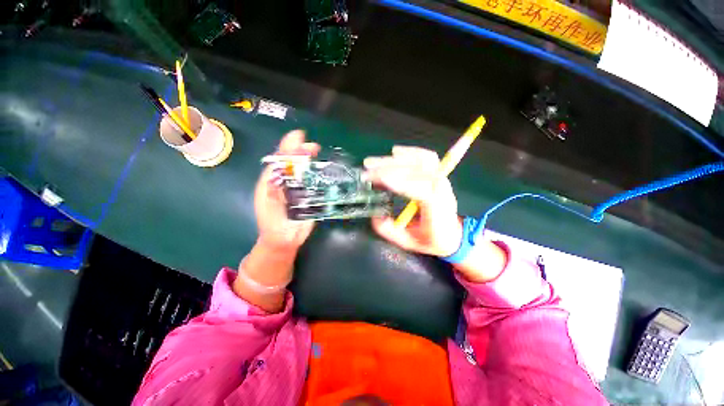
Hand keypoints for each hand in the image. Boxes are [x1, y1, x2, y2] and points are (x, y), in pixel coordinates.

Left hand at [254, 130, 319, 249]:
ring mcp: (299, 188)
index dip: (289, 147)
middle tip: (313, 147)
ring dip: (311, 160)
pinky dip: (320, 175)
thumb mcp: (267, 206)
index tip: (299, 136)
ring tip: (317, 152)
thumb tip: (276, 174)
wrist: (283, 239)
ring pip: (305, 170)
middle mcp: (287, 181)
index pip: (280, 159)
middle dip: (302, 151)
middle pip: (294, 162)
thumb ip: (270, 191)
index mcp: (273, 180)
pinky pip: (315, 183)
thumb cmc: (272, 222)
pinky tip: (325, 169)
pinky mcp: (310, 196)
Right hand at [364, 146, 462, 257]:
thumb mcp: (409, 243)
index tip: (376, 180)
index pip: (418, 188)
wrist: (453, 235)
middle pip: (416, 170)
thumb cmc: (432, 240)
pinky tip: (396, 151)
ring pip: (419, 160)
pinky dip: (410, 152)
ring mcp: (441, 178)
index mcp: (436, 206)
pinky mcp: (438, 174)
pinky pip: (426, 157)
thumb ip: (390, 231)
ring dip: (395, 159)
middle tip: (367, 169)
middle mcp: (441, 188)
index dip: (398, 182)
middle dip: (389, 168)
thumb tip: (375, 215)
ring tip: (374, 162)